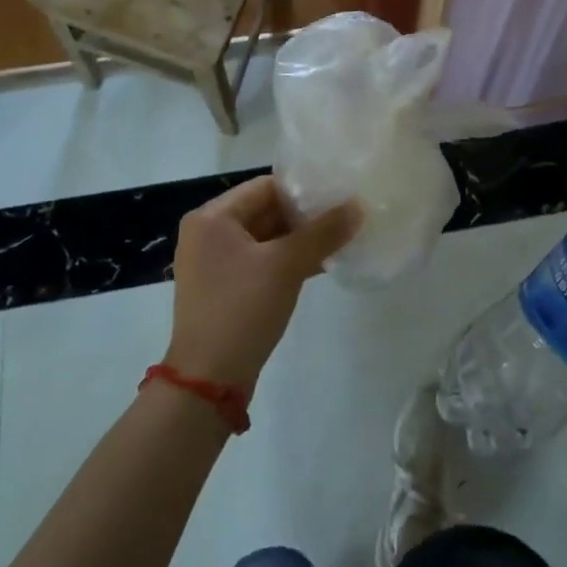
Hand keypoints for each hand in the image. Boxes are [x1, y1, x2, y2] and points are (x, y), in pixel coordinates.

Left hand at [163, 175, 360, 394]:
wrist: (208, 380)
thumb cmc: (242, 309)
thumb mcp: (286, 266)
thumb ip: (323, 233)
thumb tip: (359, 206)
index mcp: (212, 217)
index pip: (264, 186)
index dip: (302, 189)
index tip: (338, 194)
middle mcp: (208, 233)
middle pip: (264, 211)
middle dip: (304, 216)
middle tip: (345, 216)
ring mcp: (215, 263)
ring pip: (265, 238)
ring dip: (299, 240)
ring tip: (341, 238)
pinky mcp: (225, 289)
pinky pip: (261, 262)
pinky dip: (287, 261)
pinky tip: (322, 265)